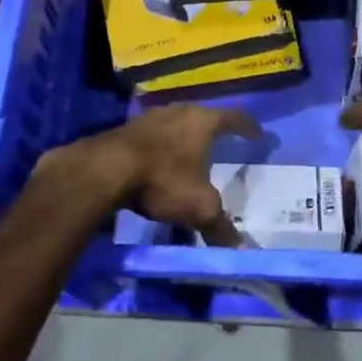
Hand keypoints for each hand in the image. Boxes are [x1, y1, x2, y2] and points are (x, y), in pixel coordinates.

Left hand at [39, 104, 260, 243]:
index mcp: (203, 122)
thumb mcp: (198, 207)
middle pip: (203, 115)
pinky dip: (162, 145)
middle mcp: (179, 111)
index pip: (234, 118)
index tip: (258, 135)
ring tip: (191, 151)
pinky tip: (160, 160)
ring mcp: (150, 118)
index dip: (248, 127)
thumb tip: (239, 249)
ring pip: (176, 123)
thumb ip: (220, 226)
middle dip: (215, 128)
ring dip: (185, 135)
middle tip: (224, 140)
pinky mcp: (126, 129)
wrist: (104, 170)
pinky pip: (154, 134)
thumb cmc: (163, 180)